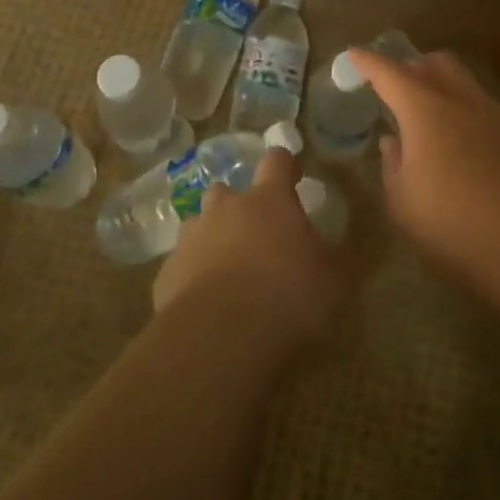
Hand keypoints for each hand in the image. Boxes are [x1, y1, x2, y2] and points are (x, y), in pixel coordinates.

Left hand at [152, 148, 344, 351]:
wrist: (219, 337)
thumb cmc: (288, 296)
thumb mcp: (333, 279)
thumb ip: (328, 256)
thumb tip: (327, 247)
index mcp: (269, 200)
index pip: (277, 162)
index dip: (285, 166)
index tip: (293, 174)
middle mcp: (225, 208)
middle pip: (227, 192)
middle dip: (239, 207)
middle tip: (256, 236)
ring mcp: (191, 239)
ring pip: (199, 227)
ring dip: (213, 241)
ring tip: (229, 274)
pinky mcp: (166, 275)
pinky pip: (183, 267)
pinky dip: (194, 279)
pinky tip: (208, 308)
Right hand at [347, 48, 499, 275]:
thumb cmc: (456, 228)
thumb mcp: (404, 205)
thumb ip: (393, 166)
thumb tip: (394, 142)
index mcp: (427, 112)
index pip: (390, 73)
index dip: (369, 62)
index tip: (354, 55)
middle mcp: (466, 103)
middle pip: (438, 63)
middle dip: (413, 65)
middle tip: (398, 87)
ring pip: (469, 85)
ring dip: (446, 91)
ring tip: (435, 124)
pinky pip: (492, 114)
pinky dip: (472, 119)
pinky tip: (473, 155)